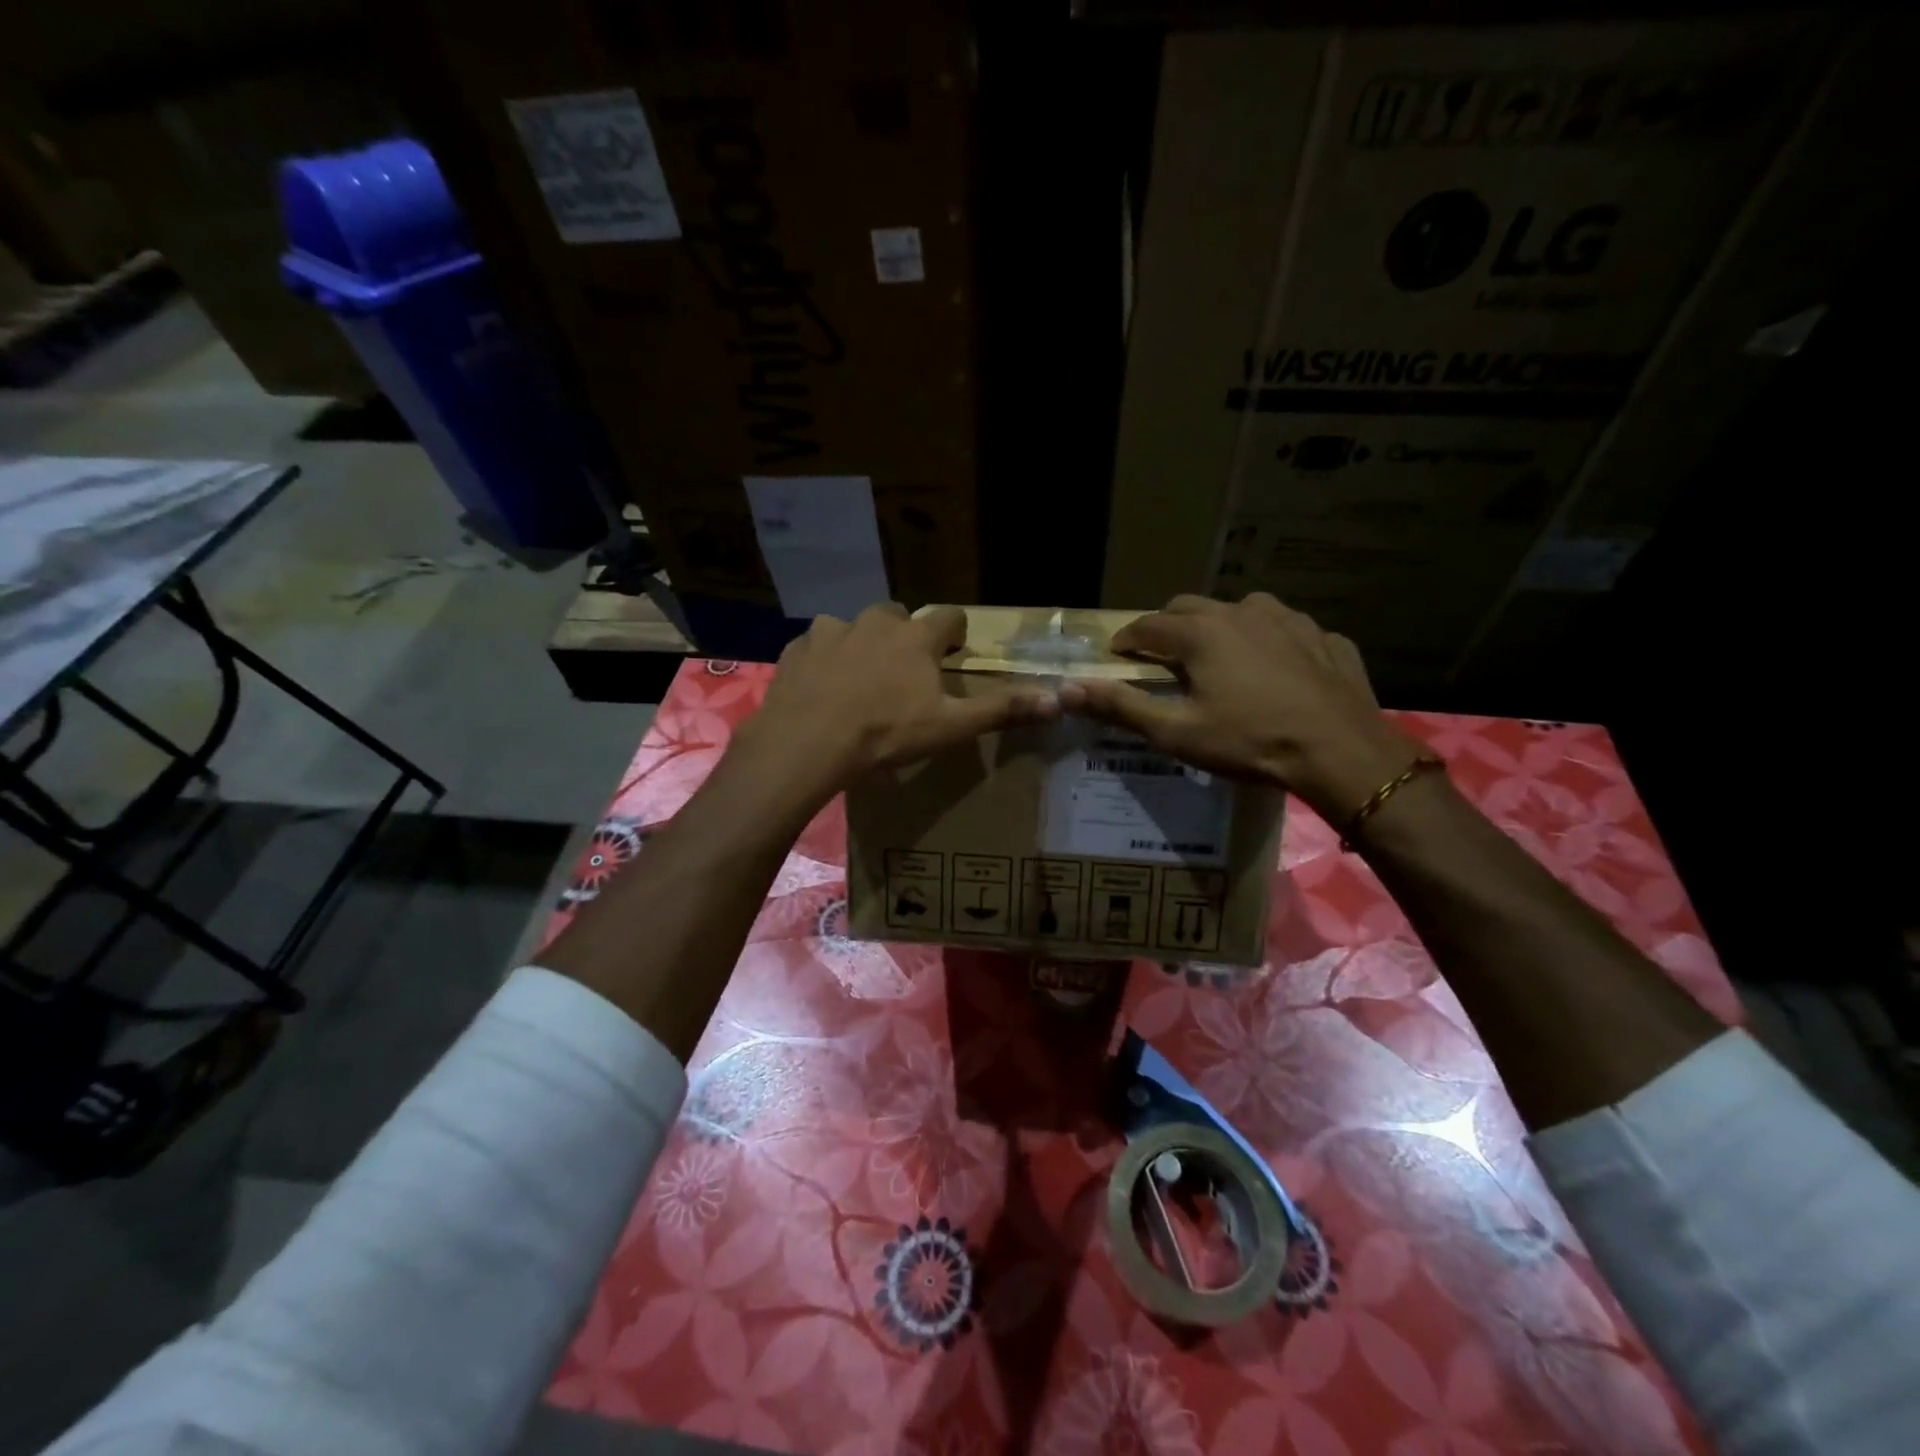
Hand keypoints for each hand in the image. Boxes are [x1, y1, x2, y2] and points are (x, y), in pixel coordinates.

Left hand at [733, 604, 1058, 805]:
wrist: (807, 743)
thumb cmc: (886, 734)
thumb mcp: (950, 727)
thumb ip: (1002, 710)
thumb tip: (1058, 699)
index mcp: (916, 638)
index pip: (948, 617)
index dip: (955, 633)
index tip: (954, 651)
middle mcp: (875, 622)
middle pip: (898, 616)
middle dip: (905, 637)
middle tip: (905, 672)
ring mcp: (831, 632)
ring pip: (854, 628)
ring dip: (861, 645)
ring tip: (859, 681)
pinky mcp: (798, 649)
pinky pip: (817, 646)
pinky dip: (825, 660)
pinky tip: (822, 689)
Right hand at [1057, 593, 1420, 822]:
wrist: (1342, 752)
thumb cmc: (1249, 742)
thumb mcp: (1177, 732)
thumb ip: (1121, 706)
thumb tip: (1069, 689)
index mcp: (1201, 633)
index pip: (1148, 624)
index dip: (1127, 639)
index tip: (1118, 655)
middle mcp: (1242, 612)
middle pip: (1191, 606)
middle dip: (1169, 626)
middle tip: (1164, 658)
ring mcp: (1290, 620)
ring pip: (1241, 610)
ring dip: (1221, 627)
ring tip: (1221, 660)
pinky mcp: (1325, 637)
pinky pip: (1286, 630)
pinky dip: (1268, 642)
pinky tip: (1275, 671)